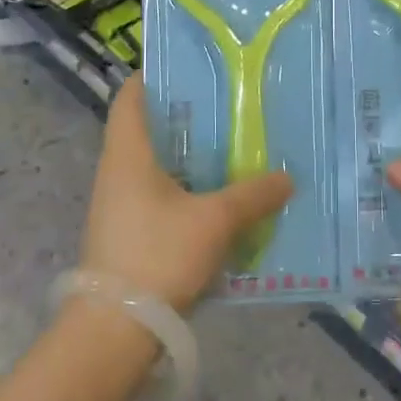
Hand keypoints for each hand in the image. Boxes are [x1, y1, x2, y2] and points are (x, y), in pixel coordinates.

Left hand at [84, 76, 293, 311]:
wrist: (114, 331)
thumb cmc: (158, 256)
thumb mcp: (214, 221)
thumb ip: (252, 196)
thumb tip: (286, 177)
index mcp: (127, 154)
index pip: (131, 97)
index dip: (154, 76)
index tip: (191, 68)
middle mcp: (116, 172)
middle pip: (147, 129)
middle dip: (185, 117)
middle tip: (228, 107)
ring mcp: (118, 205)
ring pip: (155, 166)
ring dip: (188, 157)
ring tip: (231, 150)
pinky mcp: (127, 234)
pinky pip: (158, 196)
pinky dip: (185, 190)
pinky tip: (218, 200)